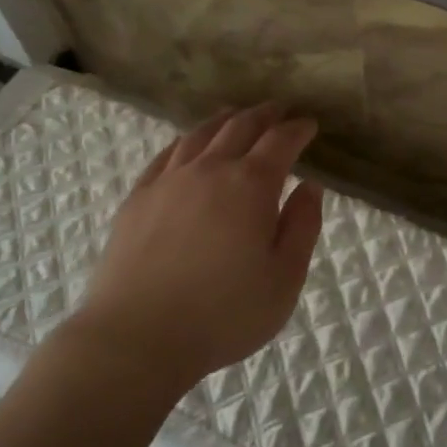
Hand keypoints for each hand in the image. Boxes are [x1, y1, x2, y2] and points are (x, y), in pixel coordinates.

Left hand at [64, 103, 323, 393]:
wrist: (137, 337)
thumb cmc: (223, 314)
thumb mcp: (284, 279)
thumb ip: (302, 227)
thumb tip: (310, 187)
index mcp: (251, 186)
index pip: (280, 142)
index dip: (298, 129)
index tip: (309, 124)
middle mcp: (210, 170)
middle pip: (240, 127)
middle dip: (264, 115)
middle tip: (279, 110)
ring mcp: (169, 180)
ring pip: (200, 134)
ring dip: (225, 120)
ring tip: (236, 115)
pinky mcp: (138, 198)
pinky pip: (166, 154)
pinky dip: (186, 141)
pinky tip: (188, 145)